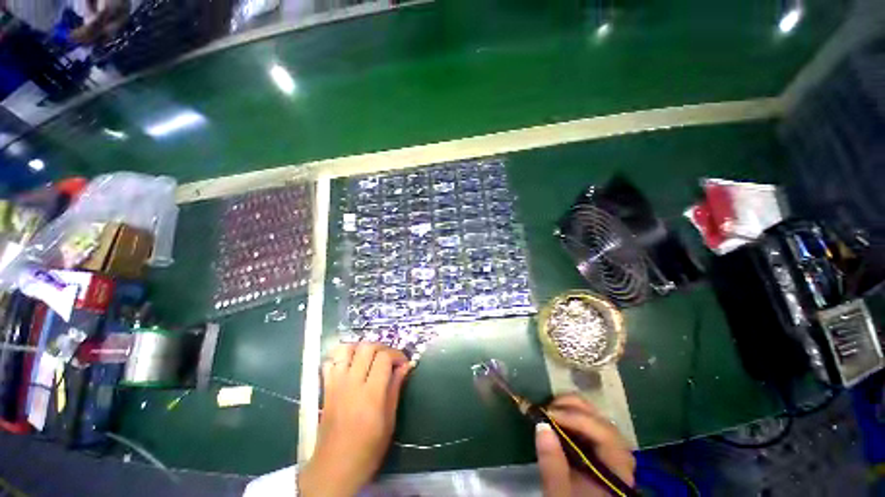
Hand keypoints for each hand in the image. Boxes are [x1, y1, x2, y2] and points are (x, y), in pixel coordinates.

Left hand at [299, 343, 411, 496]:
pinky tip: (351, 365)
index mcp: (370, 395)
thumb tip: (405, 366)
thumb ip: (395, 388)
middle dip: (382, 348)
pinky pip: (331, 362)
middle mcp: (352, 384)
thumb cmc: (367, 449)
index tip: (403, 363)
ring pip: (347, 349)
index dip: (397, 355)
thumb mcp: (389, 421)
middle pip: (367, 347)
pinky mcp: (326, 388)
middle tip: (389, 360)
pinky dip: (342, 357)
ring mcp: (336, 384)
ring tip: (370, 358)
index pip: (384, 358)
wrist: (334, 468)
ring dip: (361, 348)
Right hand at [536, 394, 635, 496]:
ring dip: (574, 410)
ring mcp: (612, 455)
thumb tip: (541, 425)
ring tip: (550, 410)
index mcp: (617, 473)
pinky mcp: (600, 453)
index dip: (577, 419)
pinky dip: (574, 418)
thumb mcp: (559, 495)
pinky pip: (592, 427)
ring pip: (598, 421)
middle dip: (575, 408)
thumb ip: (552, 465)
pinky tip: (558, 419)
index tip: (548, 414)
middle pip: (604, 423)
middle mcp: (621, 459)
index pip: (605, 435)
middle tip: (548, 407)